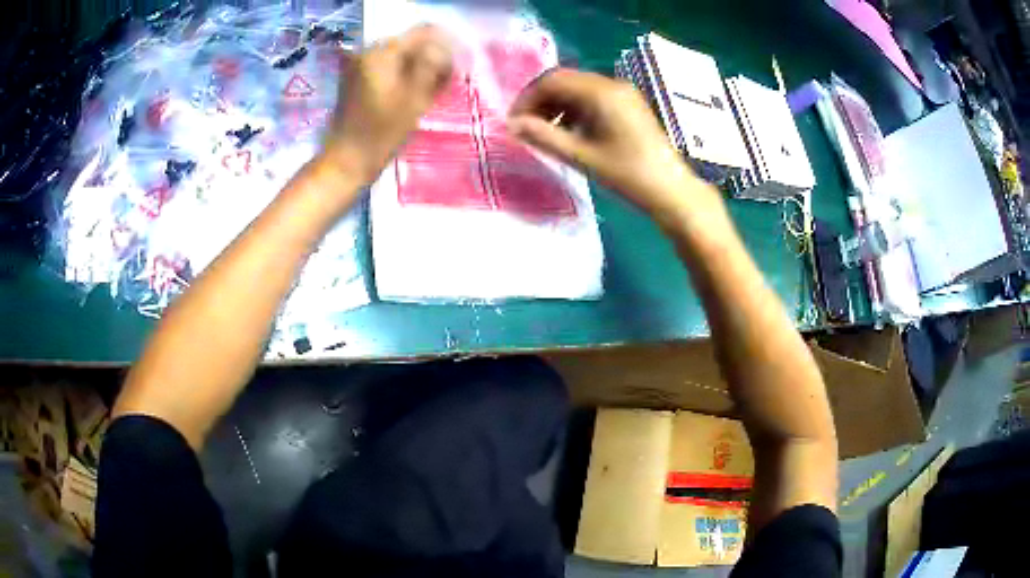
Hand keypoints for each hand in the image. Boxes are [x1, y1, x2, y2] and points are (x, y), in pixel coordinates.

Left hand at [323, 25, 453, 184]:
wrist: (347, 160)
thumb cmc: (382, 131)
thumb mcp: (414, 97)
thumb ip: (432, 64)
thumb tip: (447, 44)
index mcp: (382, 51)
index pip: (423, 33)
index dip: (446, 44)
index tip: (460, 64)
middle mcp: (370, 52)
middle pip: (412, 44)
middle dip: (433, 58)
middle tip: (448, 81)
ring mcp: (361, 66)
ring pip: (402, 58)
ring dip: (421, 69)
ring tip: (434, 91)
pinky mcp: (359, 80)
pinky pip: (390, 69)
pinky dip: (406, 77)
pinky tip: (416, 95)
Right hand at [507, 69, 717, 220]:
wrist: (671, 190)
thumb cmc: (627, 175)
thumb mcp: (581, 157)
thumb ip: (543, 137)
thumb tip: (511, 125)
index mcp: (601, 92)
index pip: (552, 80)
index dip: (527, 98)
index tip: (514, 122)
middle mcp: (612, 84)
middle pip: (565, 80)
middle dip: (540, 100)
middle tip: (526, 127)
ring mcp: (623, 93)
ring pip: (578, 88)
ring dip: (556, 105)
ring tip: (545, 132)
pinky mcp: (628, 104)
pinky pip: (593, 97)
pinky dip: (574, 109)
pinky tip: (569, 131)